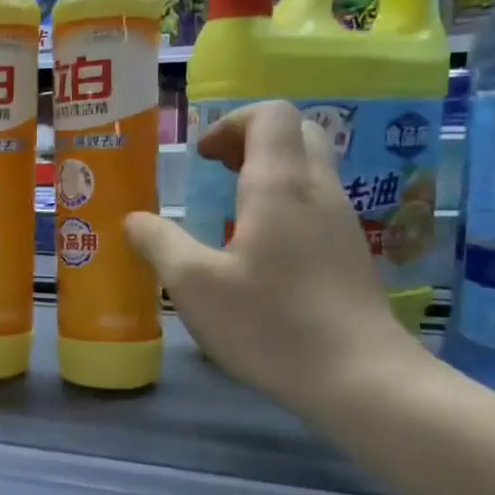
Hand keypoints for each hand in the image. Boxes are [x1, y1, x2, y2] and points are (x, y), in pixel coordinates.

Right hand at [124, 101, 420, 421]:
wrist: (359, 379)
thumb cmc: (269, 323)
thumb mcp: (193, 284)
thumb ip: (158, 242)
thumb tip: (135, 219)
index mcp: (280, 187)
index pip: (271, 115)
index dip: (230, 122)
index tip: (199, 157)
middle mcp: (319, 192)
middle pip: (298, 132)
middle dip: (250, 139)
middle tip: (214, 171)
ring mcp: (342, 223)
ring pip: (310, 168)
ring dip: (268, 171)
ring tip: (227, 209)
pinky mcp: (350, 253)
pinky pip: (316, 202)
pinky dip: (283, 202)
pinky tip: (256, 248)